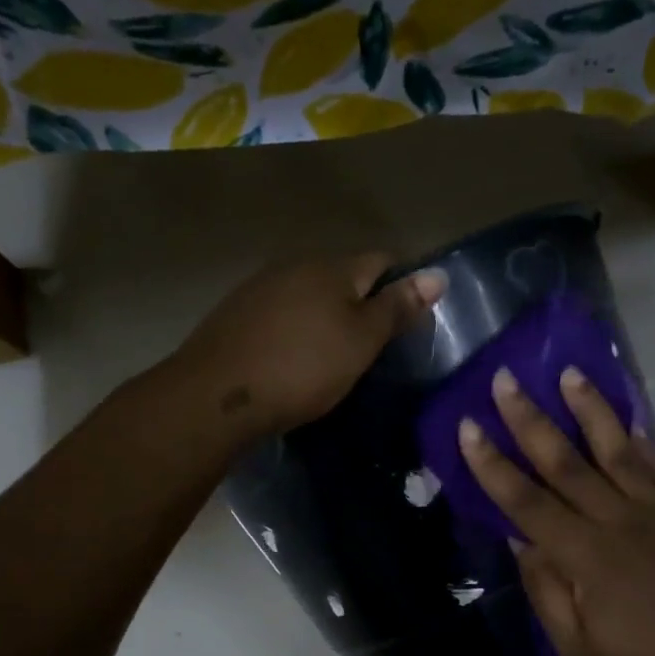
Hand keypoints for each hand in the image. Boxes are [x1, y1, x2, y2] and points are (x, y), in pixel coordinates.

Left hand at [176, 252, 445, 443]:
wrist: (216, 395)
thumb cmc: (302, 368)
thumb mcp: (361, 342)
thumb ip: (396, 308)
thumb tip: (438, 274)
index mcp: (332, 268)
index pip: (382, 260)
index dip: (402, 284)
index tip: (411, 318)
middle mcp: (294, 265)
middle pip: (343, 275)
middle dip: (362, 299)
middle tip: (376, 342)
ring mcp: (260, 287)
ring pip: (309, 293)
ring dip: (327, 314)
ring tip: (336, 351)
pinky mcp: (235, 313)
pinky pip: (281, 312)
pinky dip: (297, 327)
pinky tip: (295, 355)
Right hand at [458, 366, 654, 655]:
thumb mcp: (577, 647)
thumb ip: (546, 588)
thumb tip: (520, 538)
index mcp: (587, 558)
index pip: (527, 502)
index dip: (494, 465)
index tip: (469, 427)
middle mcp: (621, 525)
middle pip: (567, 463)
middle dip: (531, 420)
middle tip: (505, 380)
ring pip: (618, 453)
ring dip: (591, 411)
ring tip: (570, 374)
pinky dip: (644, 443)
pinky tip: (630, 420)